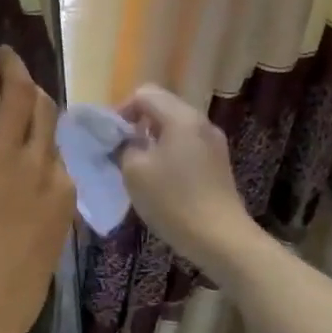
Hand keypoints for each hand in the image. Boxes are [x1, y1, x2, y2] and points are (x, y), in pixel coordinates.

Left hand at [0, 49, 75, 332]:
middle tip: (21, 70)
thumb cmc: (8, 298)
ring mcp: (6, 150)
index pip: (56, 150)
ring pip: (17, 96)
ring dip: (10, 71)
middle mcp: (42, 162)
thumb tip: (44, 220)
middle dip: (34, 87)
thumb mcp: (43, 259)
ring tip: (2, 55)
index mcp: (61, 195)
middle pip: (44, 113)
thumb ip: (45, 229)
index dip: (44, 129)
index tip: (34, 119)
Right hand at [116, 84, 253, 276]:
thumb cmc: (173, 201)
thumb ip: (124, 146)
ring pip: (175, 126)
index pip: (144, 94)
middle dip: (138, 123)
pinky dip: (169, 151)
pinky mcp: (218, 162)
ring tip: (139, 165)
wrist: (220, 238)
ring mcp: (213, 142)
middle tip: (121, 149)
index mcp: (180, 117)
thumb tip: (127, 141)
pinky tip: (161, 177)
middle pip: (162, 106)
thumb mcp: (134, 171)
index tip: (111, 136)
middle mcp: (200, 122)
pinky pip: (187, 143)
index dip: (122, 110)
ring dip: (153, 138)